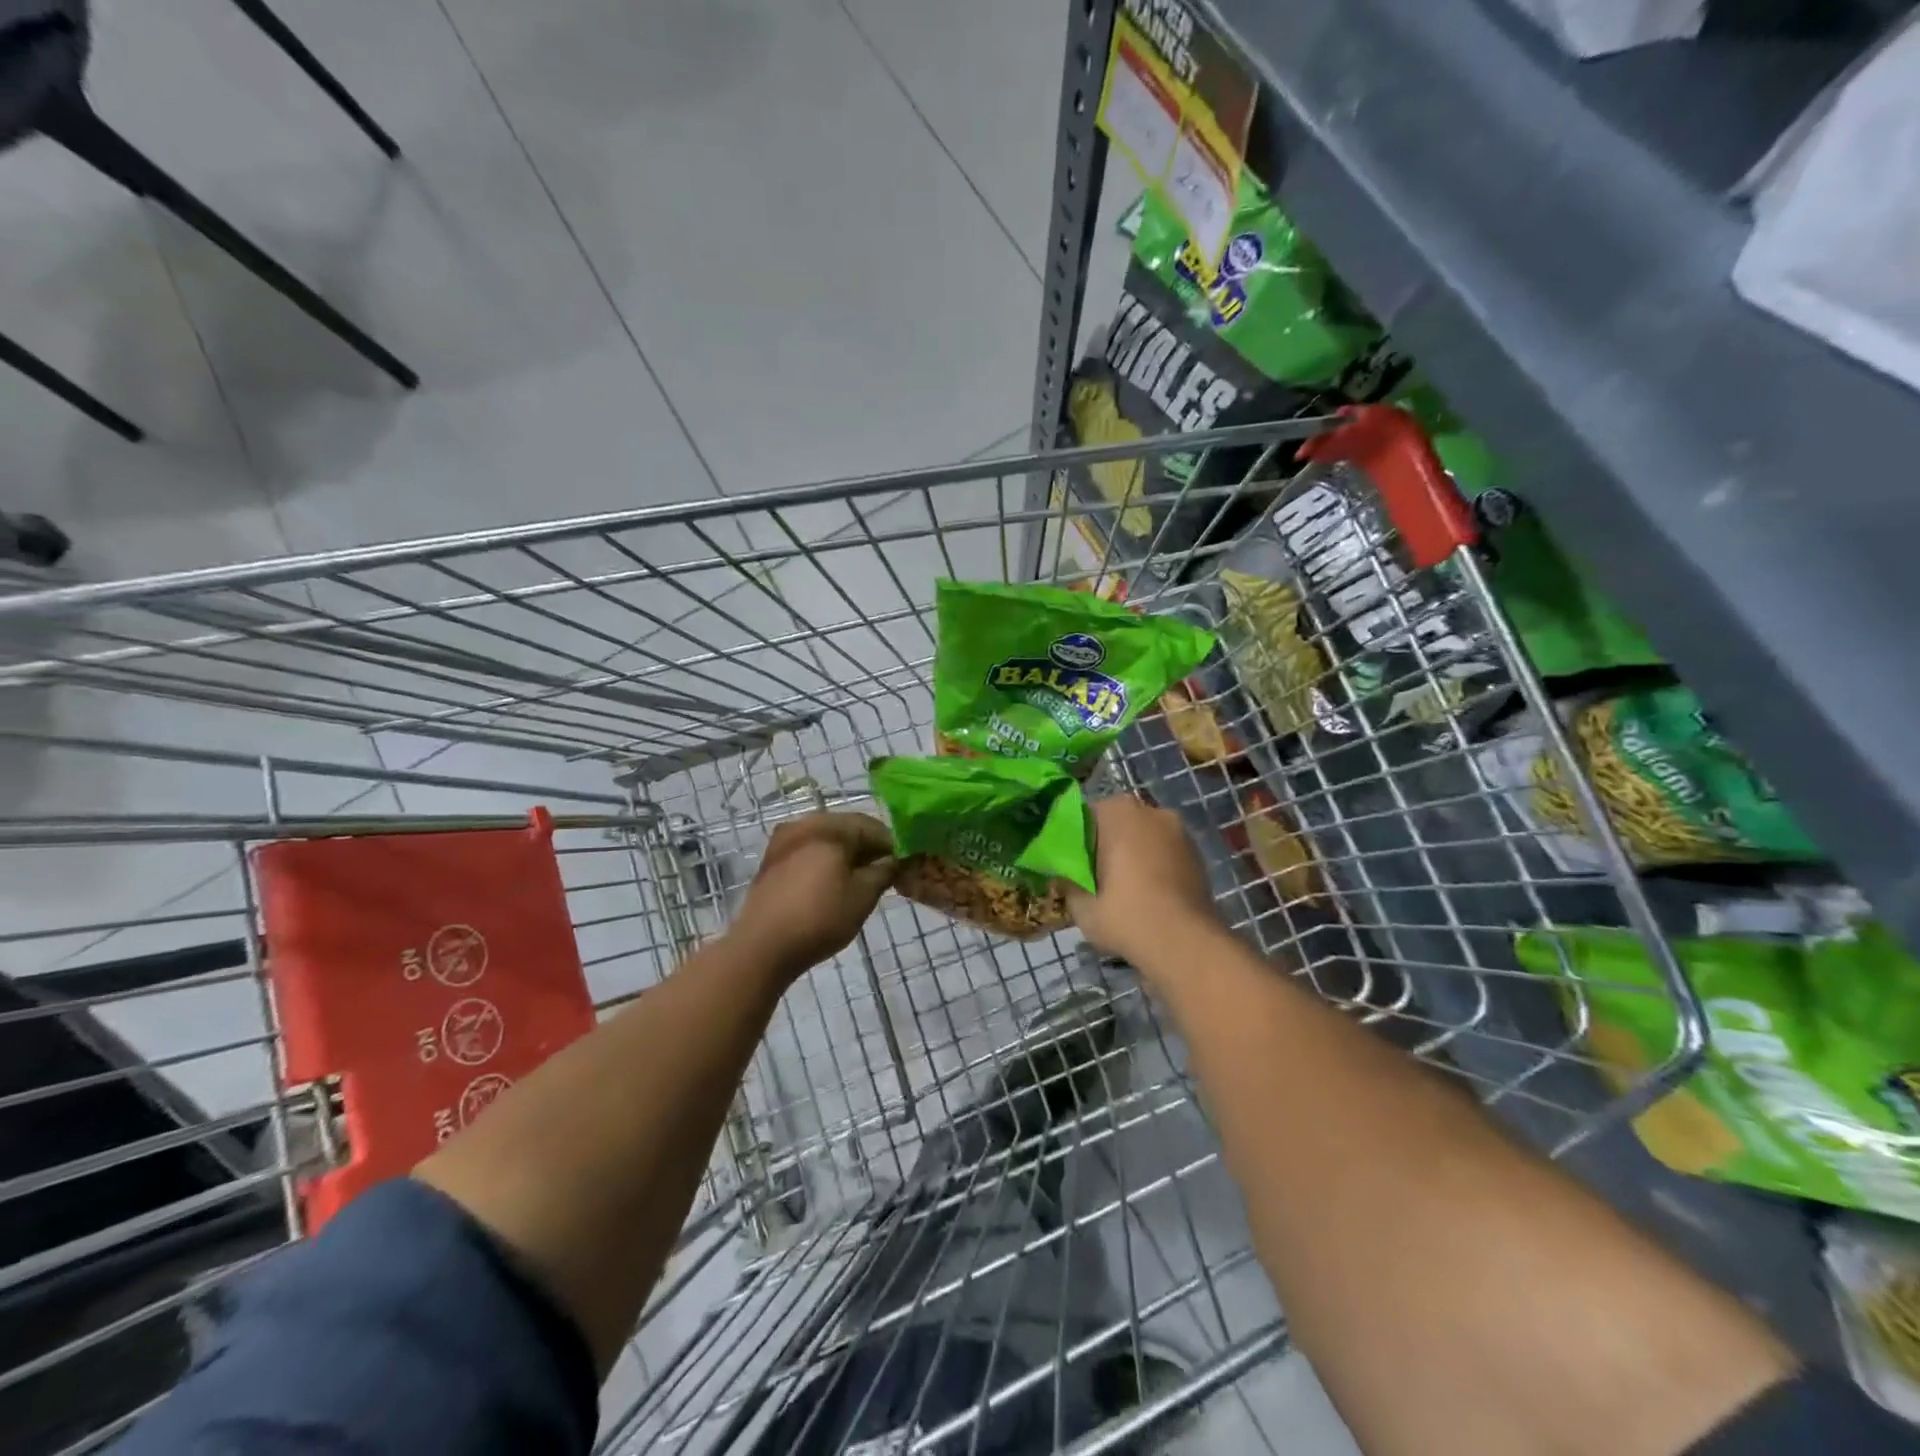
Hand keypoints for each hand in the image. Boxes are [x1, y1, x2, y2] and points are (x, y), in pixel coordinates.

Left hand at [730, 812, 896, 980]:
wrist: (762, 947)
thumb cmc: (820, 918)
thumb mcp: (863, 896)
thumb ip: (883, 871)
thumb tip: (893, 859)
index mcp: (829, 828)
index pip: (871, 825)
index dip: (891, 843)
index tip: (903, 863)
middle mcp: (805, 824)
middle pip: (846, 828)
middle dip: (867, 847)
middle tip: (884, 871)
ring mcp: (784, 840)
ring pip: (826, 839)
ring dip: (846, 853)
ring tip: (860, 879)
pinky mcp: (772, 859)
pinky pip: (808, 850)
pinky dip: (825, 860)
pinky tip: (833, 883)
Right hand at [1067, 795, 1222, 971]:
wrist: (1185, 944)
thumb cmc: (1125, 915)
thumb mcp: (1080, 904)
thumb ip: (1067, 881)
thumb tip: (1066, 875)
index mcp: (1119, 812)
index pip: (1085, 816)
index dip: (1075, 841)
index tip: (1071, 865)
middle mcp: (1152, 811)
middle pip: (1118, 824)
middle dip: (1106, 845)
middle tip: (1094, 878)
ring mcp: (1180, 832)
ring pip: (1144, 838)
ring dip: (1133, 855)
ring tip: (1122, 889)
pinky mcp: (1198, 855)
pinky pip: (1165, 854)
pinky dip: (1154, 867)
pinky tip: (1147, 895)